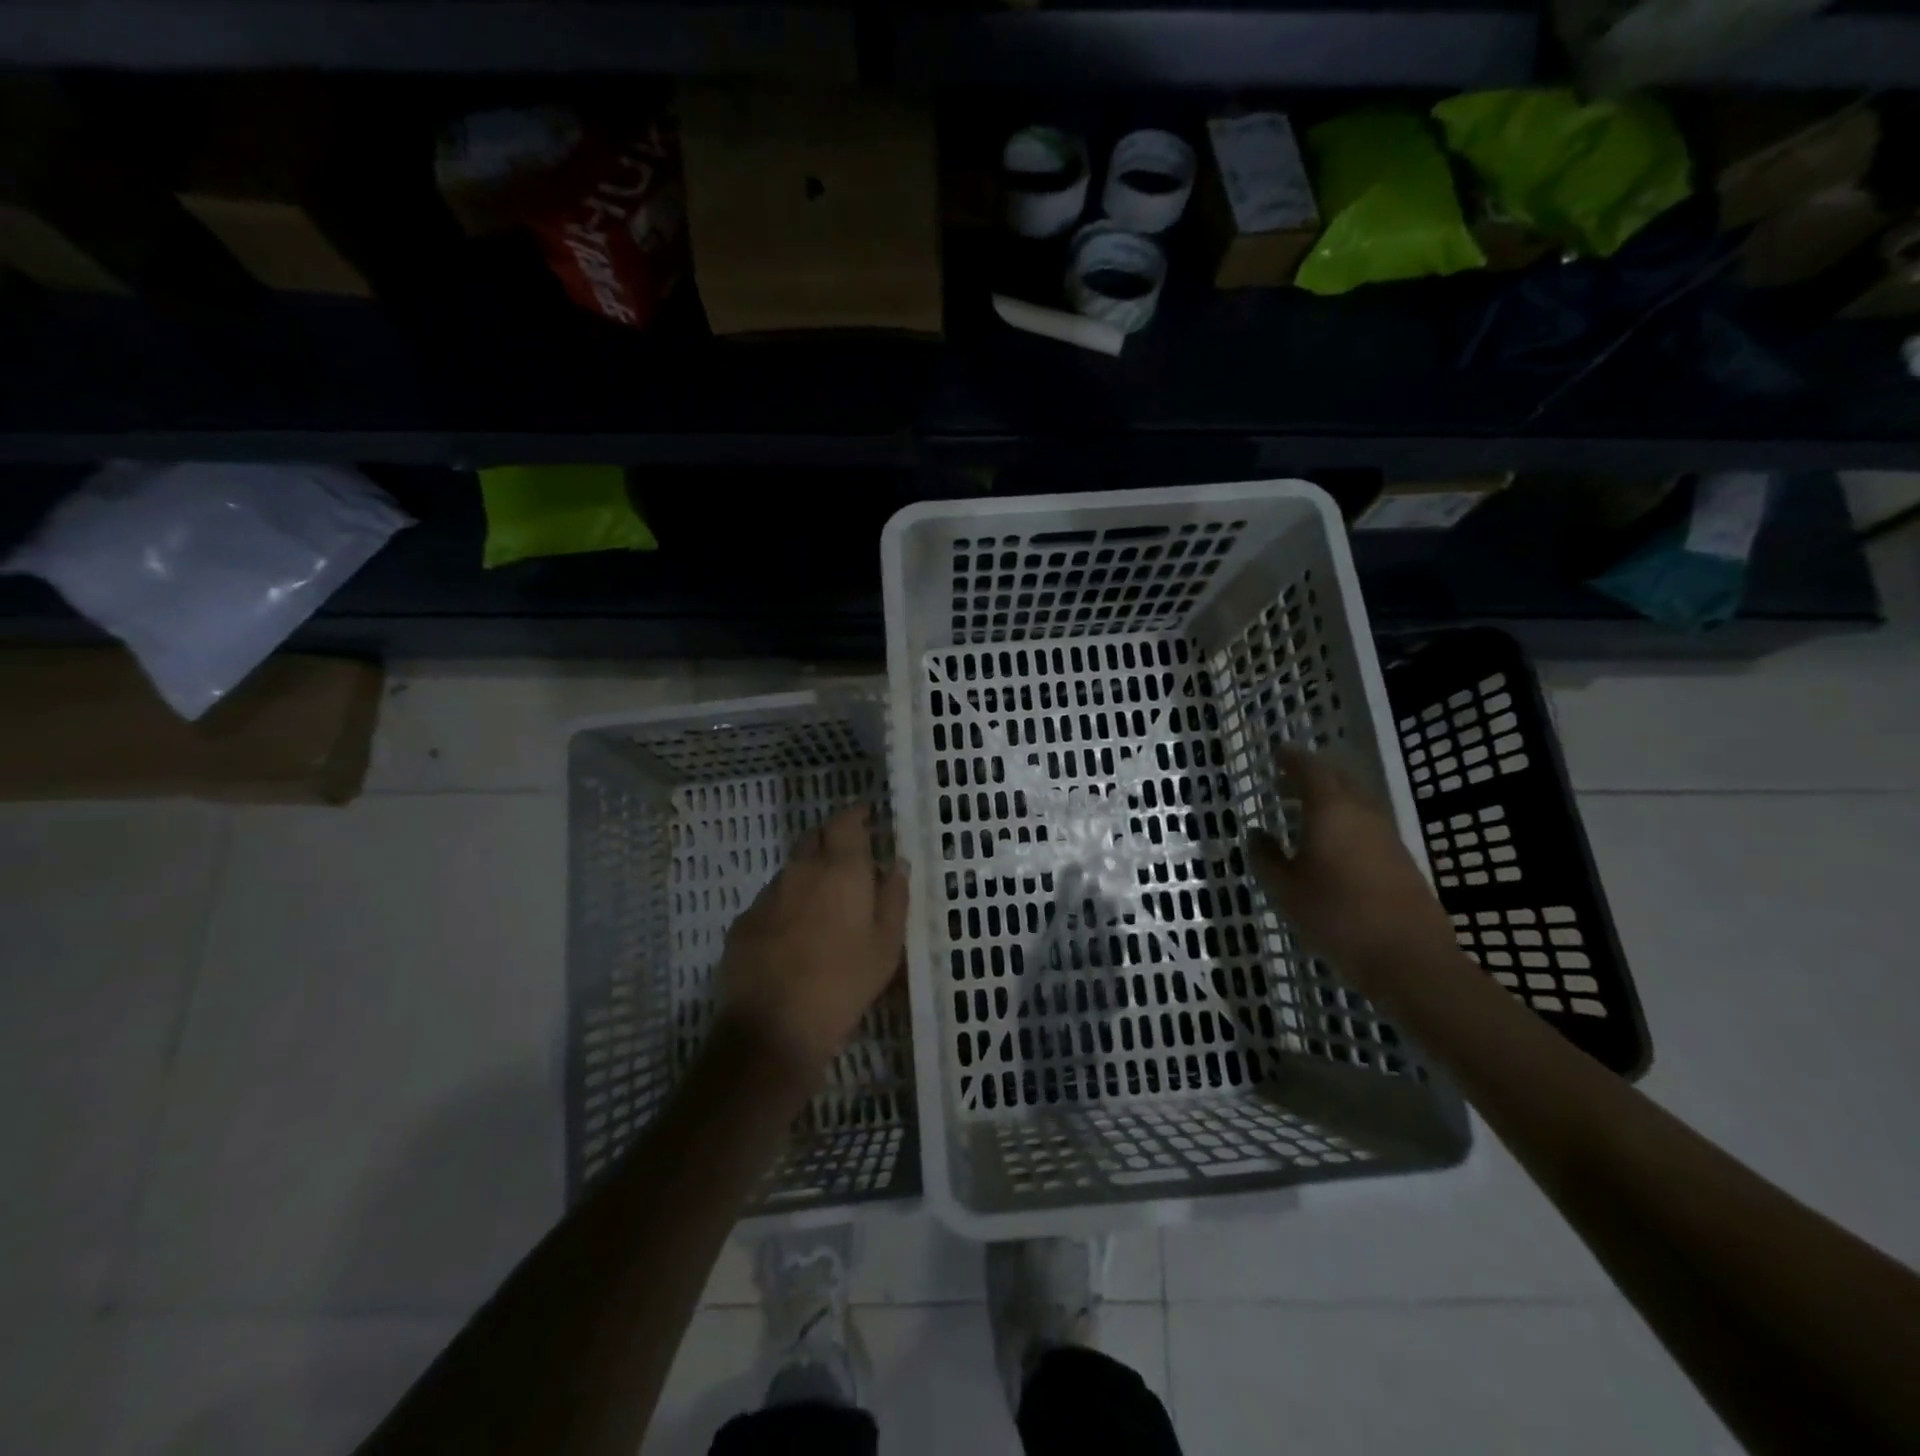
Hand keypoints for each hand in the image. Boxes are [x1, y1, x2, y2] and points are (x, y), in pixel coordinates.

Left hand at [717, 805, 908, 1082]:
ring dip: (809, 874)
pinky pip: (772, 900)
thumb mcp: (887, 945)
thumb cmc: (844, 983)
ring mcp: (768, 895)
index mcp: (841, 870)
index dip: (856, 814)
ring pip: (792, 869)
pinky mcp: (744, 922)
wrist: (774, 1027)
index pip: (845, 821)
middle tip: (850, 859)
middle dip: (832, 839)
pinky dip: (787, 904)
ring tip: (824, 904)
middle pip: (814, 837)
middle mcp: (801, 871)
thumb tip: (897, 863)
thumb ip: (894, 897)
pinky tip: (794, 934)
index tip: (867, 815)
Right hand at [1248, 744, 1456, 990]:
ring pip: (1355, 802)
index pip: (1310, 770)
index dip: (1292, 759)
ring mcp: (1387, 836)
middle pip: (1337, 780)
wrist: (1408, 958)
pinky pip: (1367, 825)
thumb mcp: (1286, 890)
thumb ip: (1266, 858)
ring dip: (1329, 800)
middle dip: (1310, 776)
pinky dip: (1344, 821)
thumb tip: (1257, 835)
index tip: (1277, 754)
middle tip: (1284, 783)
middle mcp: (1362, 813)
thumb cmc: (1336, 917)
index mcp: (1331, 811)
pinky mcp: (1401, 859)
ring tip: (1303, 813)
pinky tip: (1331, 845)